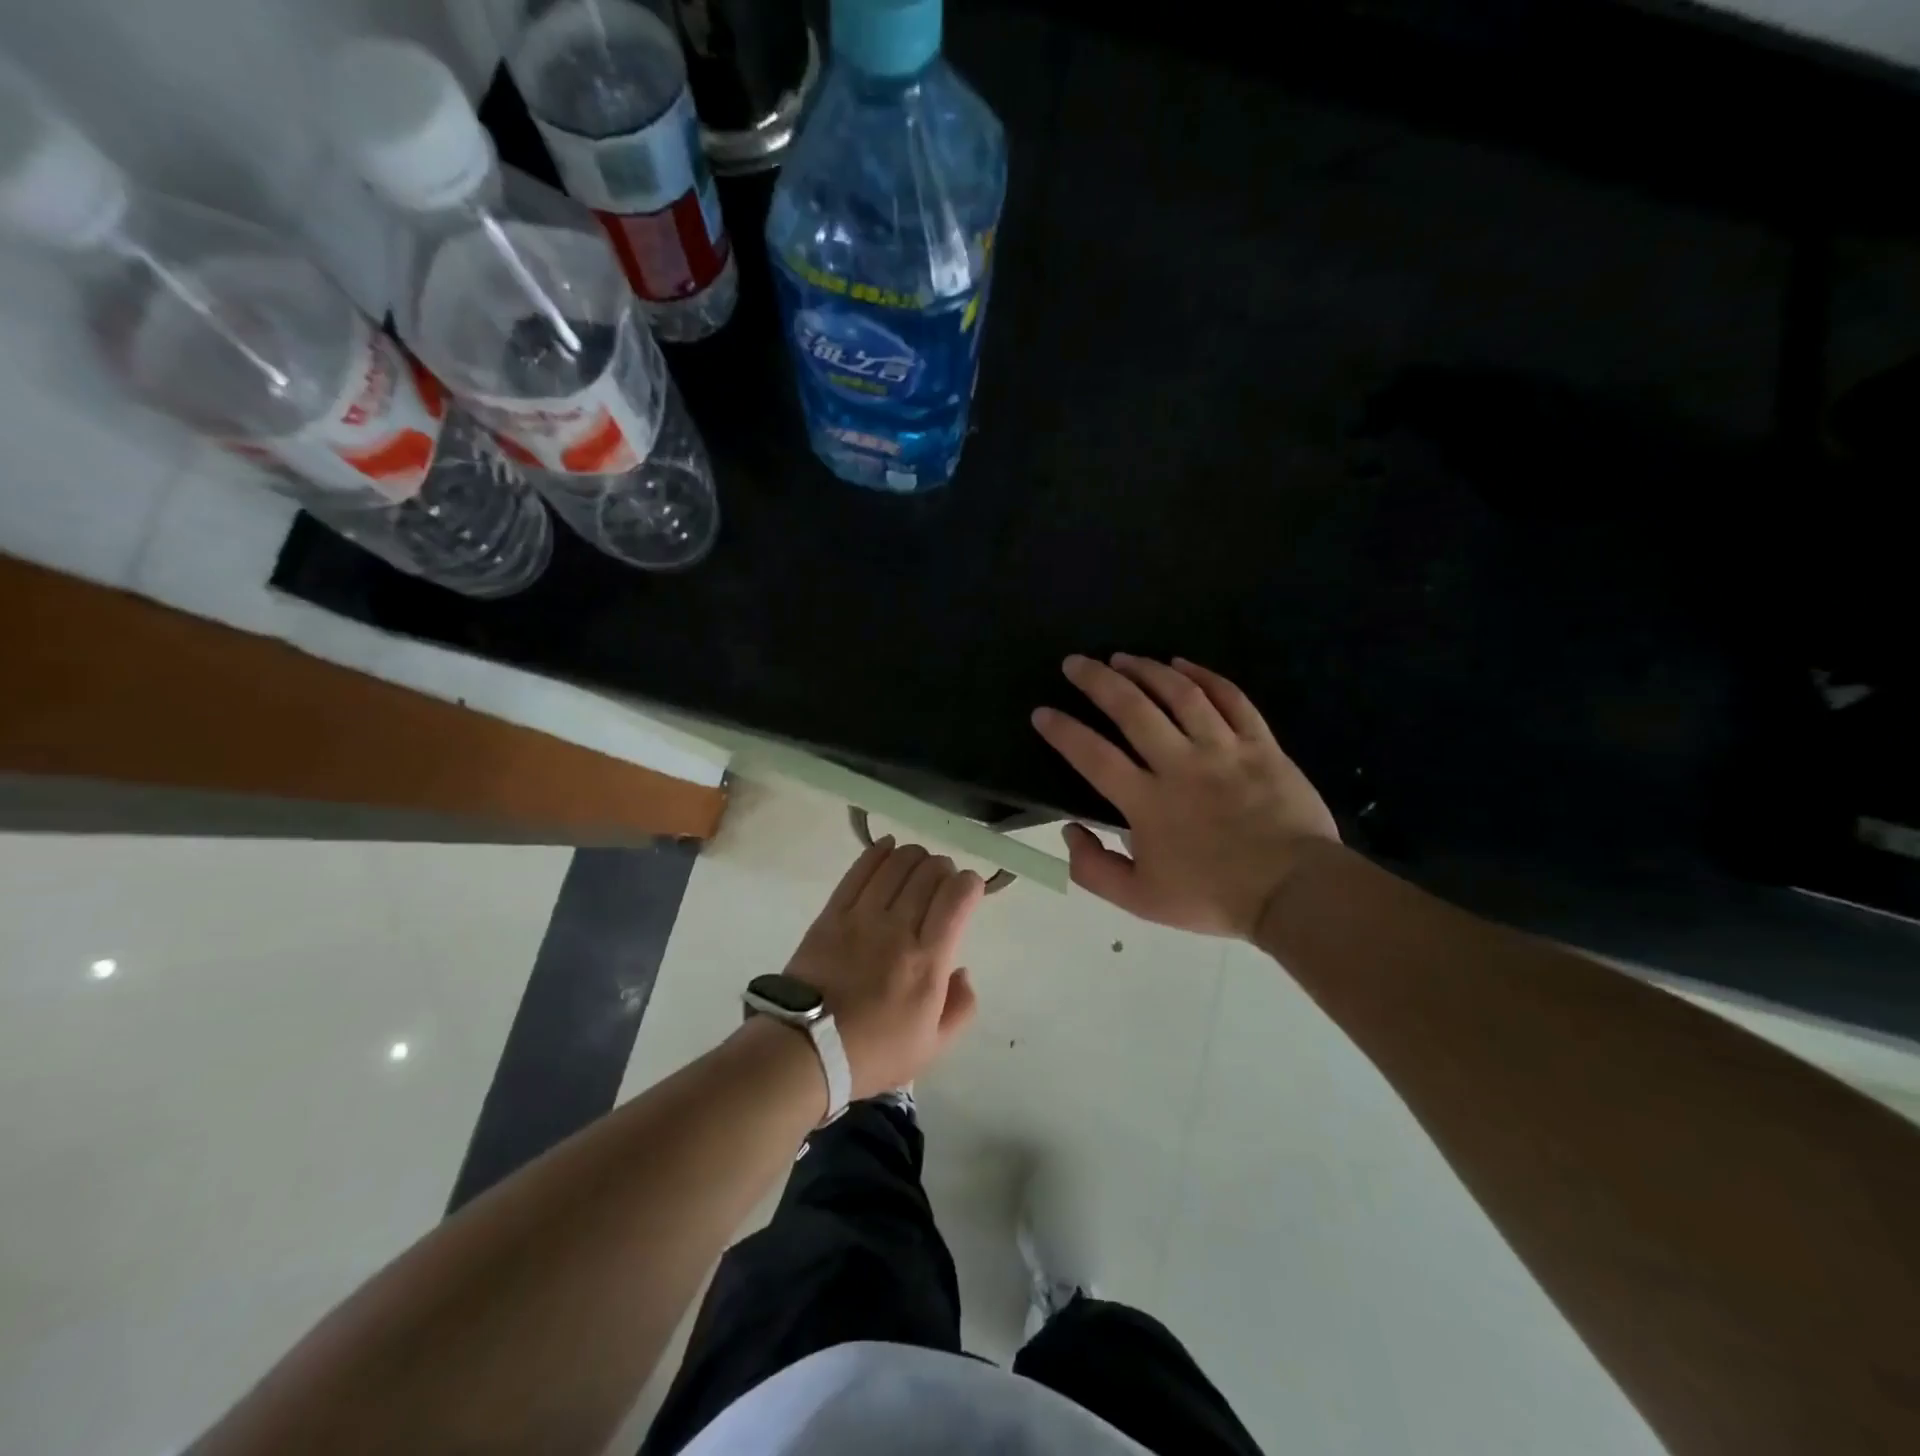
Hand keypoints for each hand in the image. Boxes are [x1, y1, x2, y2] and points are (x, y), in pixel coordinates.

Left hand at [781, 840, 984, 1099]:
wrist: (805, 1050)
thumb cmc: (873, 1053)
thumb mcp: (932, 1047)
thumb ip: (961, 1007)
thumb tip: (963, 970)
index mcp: (928, 961)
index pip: (957, 897)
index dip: (970, 884)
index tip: (970, 891)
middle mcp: (898, 929)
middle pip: (929, 872)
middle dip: (944, 868)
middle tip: (943, 882)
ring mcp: (862, 916)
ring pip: (897, 864)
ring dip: (915, 856)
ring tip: (918, 865)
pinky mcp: (833, 913)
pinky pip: (860, 870)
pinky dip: (879, 852)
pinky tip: (889, 847)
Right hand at [1031, 654, 1339, 938]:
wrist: (1295, 892)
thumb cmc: (1214, 897)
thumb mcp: (1140, 901)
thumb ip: (1094, 869)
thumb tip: (1070, 830)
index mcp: (1147, 802)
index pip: (1093, 756)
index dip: (1063, 731)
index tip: (1042, 712)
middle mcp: (1180, 765)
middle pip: (1132, 709)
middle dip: (1097, 680)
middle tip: (1075, 662)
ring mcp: (1224, 749)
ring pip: (1180, 694)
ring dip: (1146, 669)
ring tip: (1122, 656)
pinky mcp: (1260, 744)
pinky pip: (1231, 699)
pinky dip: (1205, 676)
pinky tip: (1182, 664)